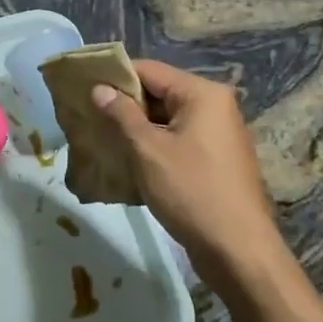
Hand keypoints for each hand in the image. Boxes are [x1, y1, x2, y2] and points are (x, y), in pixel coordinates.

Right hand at [90, 61, 283, 284]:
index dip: (115, 77)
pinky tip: (126, 161)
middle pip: (159, 93)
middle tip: (88, 115)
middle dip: (124, 105)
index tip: (83, 87)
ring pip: (167, 120)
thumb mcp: (148, 150)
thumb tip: (99, 88)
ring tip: (100, 137)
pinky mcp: (215, 160)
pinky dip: (153, 147)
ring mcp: (217, 135)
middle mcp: (214, 107)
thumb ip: (121, 114)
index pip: (150, 70)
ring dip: (136, 128)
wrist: (238, 251)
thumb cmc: (191, 191)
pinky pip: (177, 141)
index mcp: (202, 94)